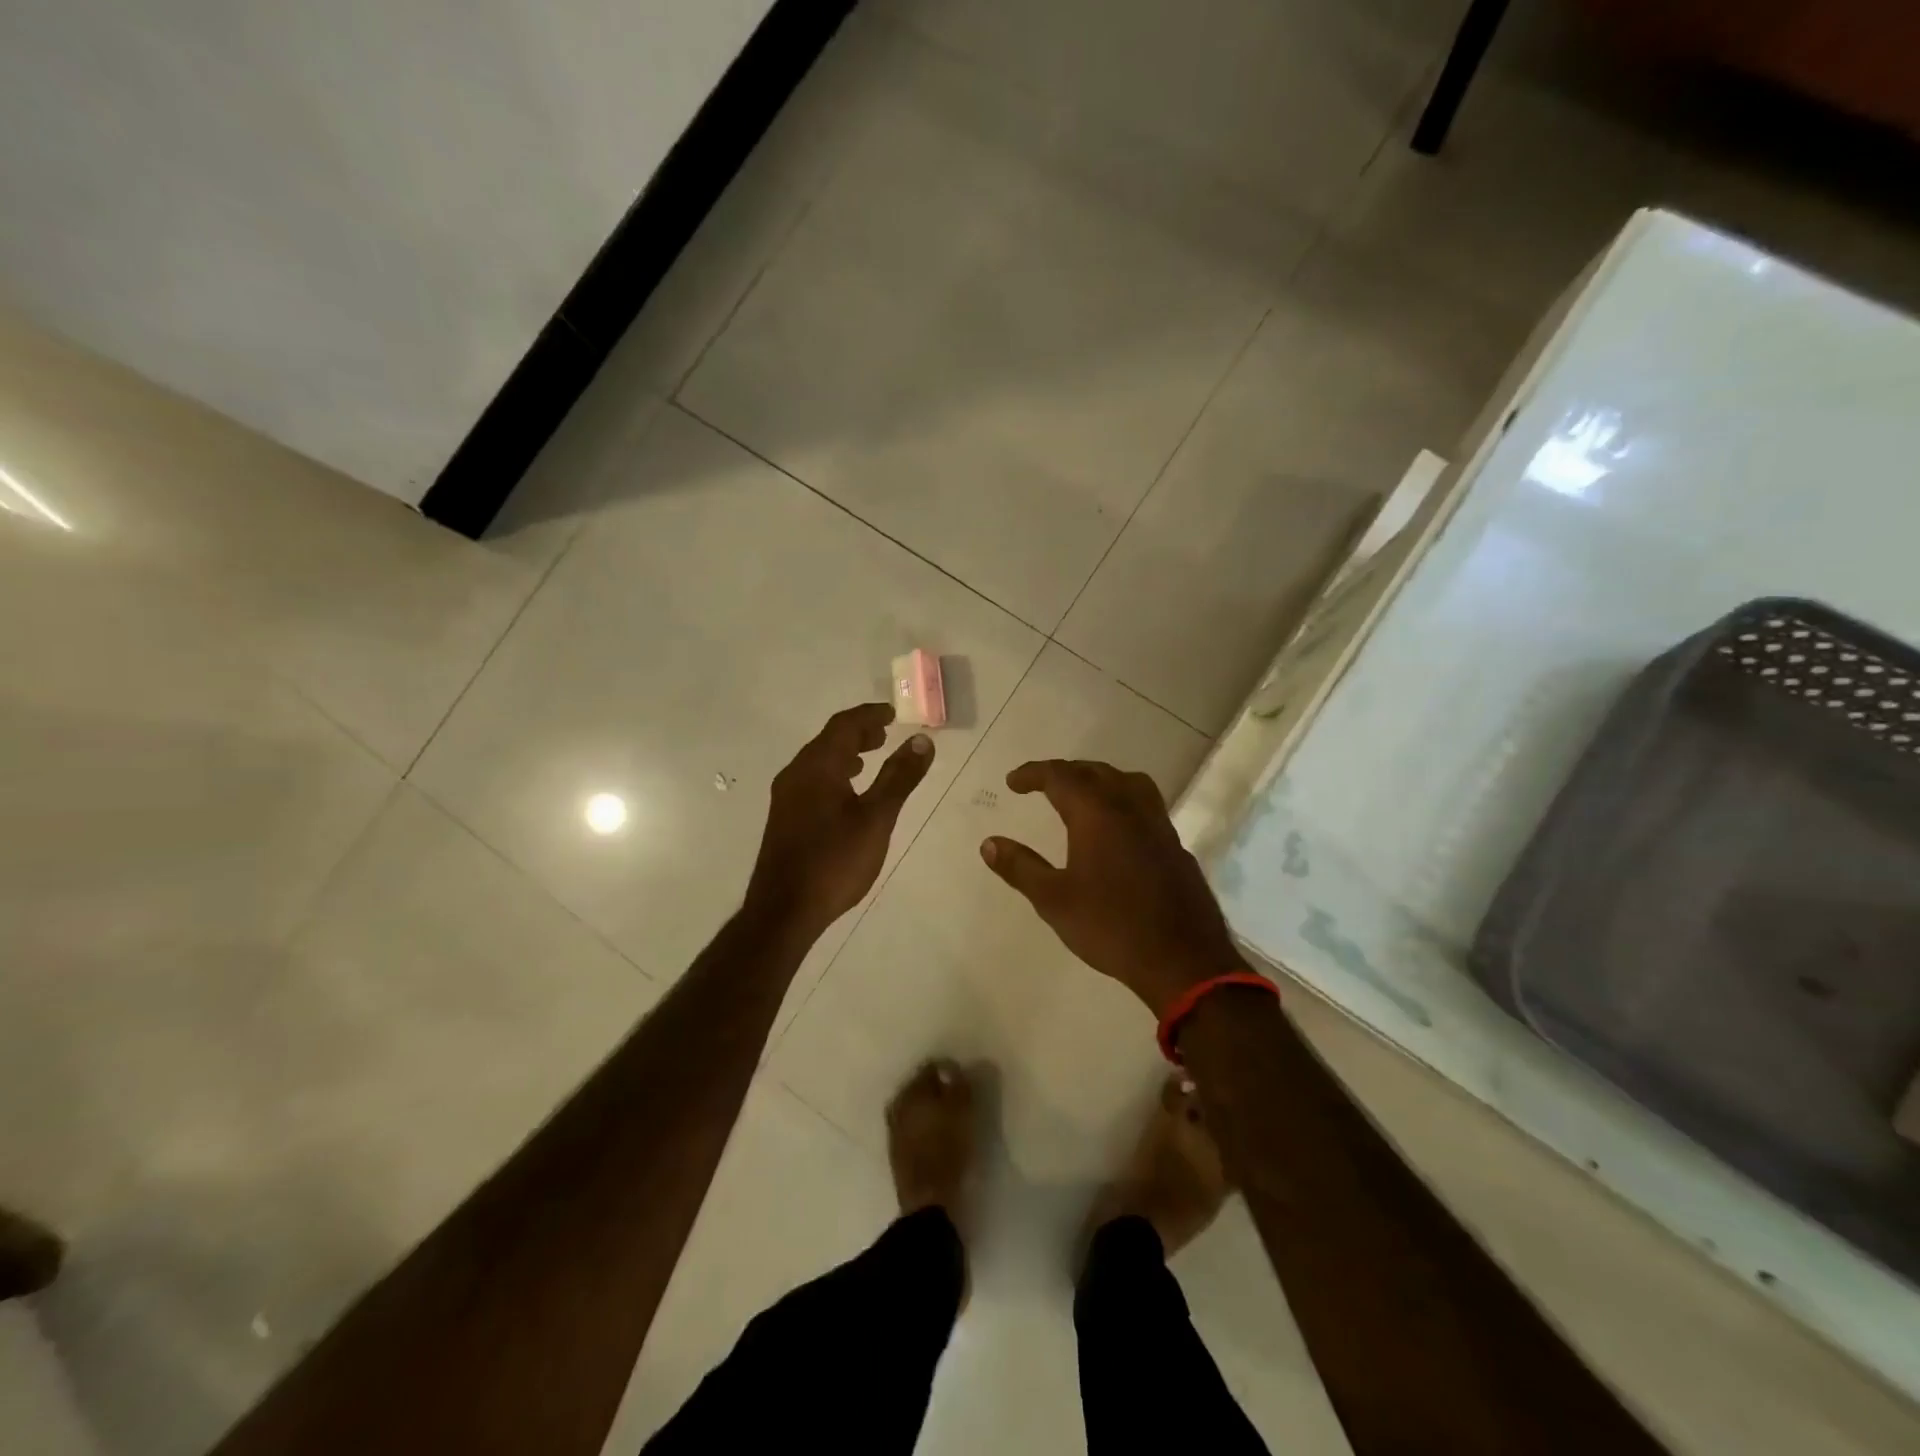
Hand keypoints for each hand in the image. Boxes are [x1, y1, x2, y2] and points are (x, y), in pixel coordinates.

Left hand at [746, 703, 934, 942]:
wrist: (784, 911)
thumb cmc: (834, 860)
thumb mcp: (876, 818)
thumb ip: (899, 777)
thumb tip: (922, 740)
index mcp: (816, 766)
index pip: (844, 725)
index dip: (870, 715)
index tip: (894, 713)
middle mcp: (796, 774)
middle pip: (828, 740)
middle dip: (858, 732)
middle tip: (886, 733)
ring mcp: (786, 797)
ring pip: (819, 761)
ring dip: (846, 753)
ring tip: (872, 758)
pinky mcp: (785, 818)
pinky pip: (812, 780)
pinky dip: (835, 774)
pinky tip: (848, 794)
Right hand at [980, 759, 1243, 1015]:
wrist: (1183, 959)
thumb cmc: (1111, 927)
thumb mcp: (1054, 900)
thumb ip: (1020, 867)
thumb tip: (989, 843)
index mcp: (1097, 813)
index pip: (1060, 776)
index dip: (1033, 774)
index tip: (1012, 783)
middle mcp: (1129, 807)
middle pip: (1094, 772)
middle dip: (1064, 773)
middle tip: (1041, 785)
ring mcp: (1158, 824)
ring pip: (1127, 782)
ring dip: (1099, 779)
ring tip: (1081, 794)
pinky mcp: (1174, 845)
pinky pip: (1145, 804)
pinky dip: (1122, 799)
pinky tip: (1116, 828)